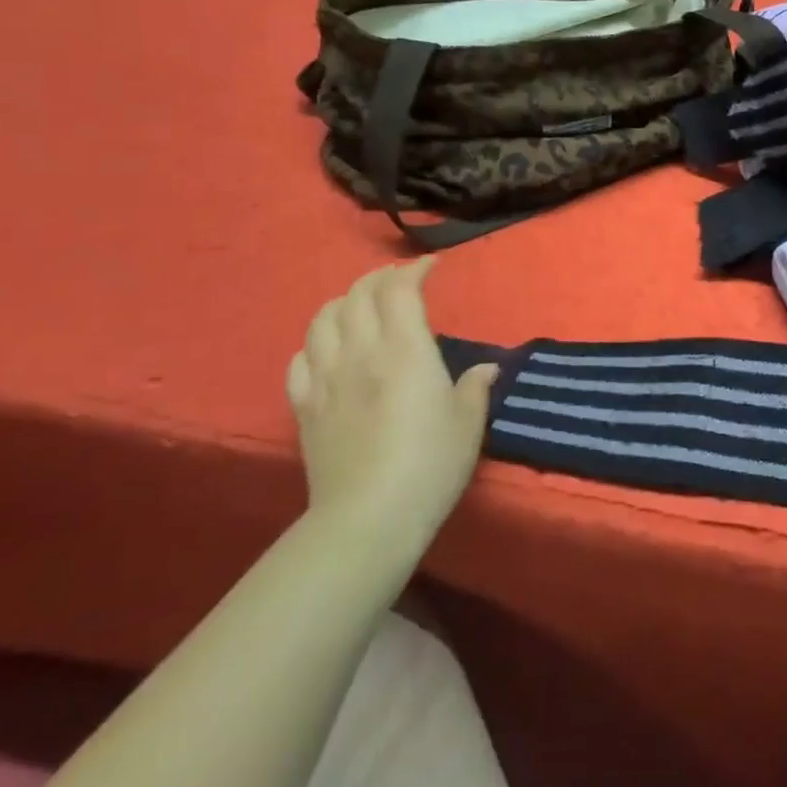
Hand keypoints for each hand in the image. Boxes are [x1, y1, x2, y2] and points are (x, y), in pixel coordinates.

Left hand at [286, 260, 498, 537]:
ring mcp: (326, 379)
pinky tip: (328, 351)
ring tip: (361, 308)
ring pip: (323, 319)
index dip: (414, 270)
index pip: (400, 290)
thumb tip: (487, 368)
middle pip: (358, 295)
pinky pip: (300, 359)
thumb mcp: (468, 425)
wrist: (367, 519)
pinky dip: (315, 343)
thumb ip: (476, 388)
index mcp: (405, 350)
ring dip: (344, 303)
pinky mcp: (304, 407)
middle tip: (400, 283)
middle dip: (379, 279)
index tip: (431, 267)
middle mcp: (361, 353)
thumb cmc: (429, 467)